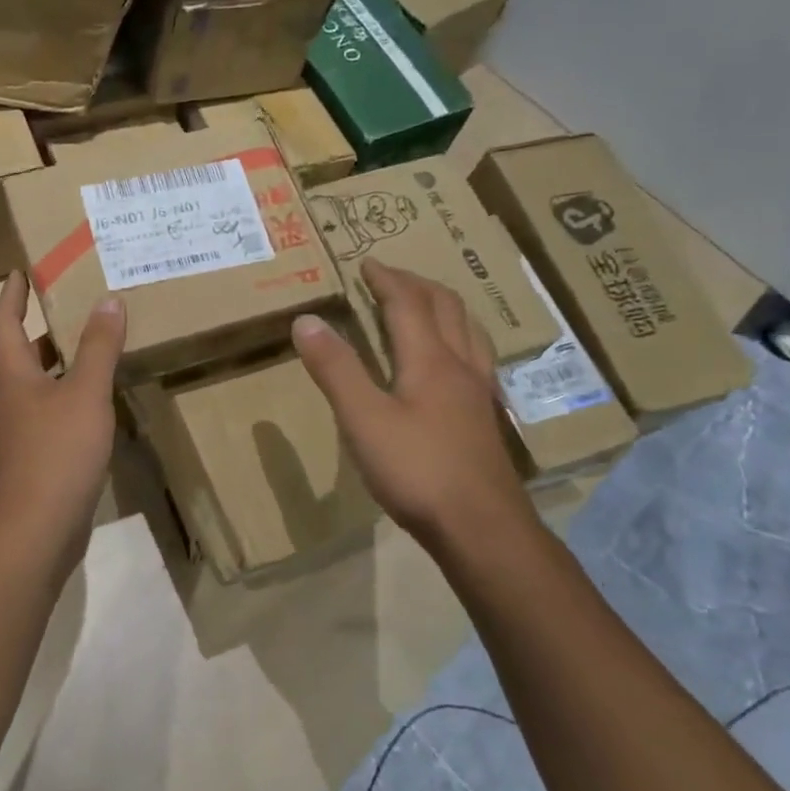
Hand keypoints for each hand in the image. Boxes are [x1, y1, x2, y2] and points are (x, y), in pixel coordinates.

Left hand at [0, 272, 124, 568]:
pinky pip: (49, 414)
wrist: (36, 529)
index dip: (11, 294)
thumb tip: (108, 300)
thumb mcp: (85, 394)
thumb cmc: (57, 452)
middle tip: (72, 304)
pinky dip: (68, 397)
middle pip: (18, 352)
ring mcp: (18, 432)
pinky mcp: (33, 459)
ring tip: (92, 348)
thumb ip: (98, 348)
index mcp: (12, 375)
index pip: (2, 322)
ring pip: (36, 385)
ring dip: (58, 363)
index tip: (21, 270)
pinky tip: (95, 403)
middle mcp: (8, 399)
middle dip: (40, 327)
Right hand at [293, 259, 535, 552]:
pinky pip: (476, 358)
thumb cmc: (417, 470)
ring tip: (425, 305)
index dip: (387, 279)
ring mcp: (478, 393)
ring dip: (444, 308)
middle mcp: (461, 366)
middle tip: (390, 278)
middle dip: (417, 285)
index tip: (367, 263)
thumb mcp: (363, 419)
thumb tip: (306, 320)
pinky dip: (458, 339)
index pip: (408, 304)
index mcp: (430, 360)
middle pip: (446, 309)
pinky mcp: (484, 419)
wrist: (481, 527)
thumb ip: (336, 369)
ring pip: (469, 331)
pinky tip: (452, 362)